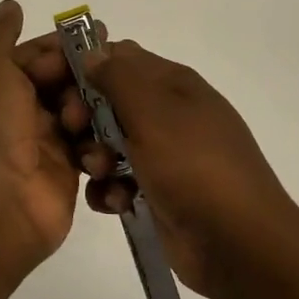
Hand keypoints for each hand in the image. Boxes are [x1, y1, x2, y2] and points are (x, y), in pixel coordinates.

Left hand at [0, 0, 82, 265]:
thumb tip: (10, 6)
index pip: (35, 55)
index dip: (63, 46)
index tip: (99, 35)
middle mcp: (16, 112)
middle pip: (62, 82)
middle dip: (84, 77)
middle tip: (111, 74)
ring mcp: (41, 143)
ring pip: (81, 112)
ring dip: (91, 110)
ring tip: (89, 119)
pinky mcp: (66, 172)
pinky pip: (91, 147)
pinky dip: (99, 143)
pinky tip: (103, 142)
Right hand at [78, 40, 298, 298]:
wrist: (241, 246)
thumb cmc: (195, 168)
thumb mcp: (154, 113)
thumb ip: (119, 78)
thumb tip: (93, 52)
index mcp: (174, 84)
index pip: (118, 57)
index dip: (85, 66)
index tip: (57, 86)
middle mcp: (169, 113)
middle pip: (110, 100)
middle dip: (85, 116)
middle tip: (75, 132)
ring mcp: (165, 155)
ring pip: (110, 142)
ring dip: (95, 157)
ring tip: (101, 174)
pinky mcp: (159, 192)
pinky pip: (120, 180)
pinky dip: (111, 189)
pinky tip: (115, 203)